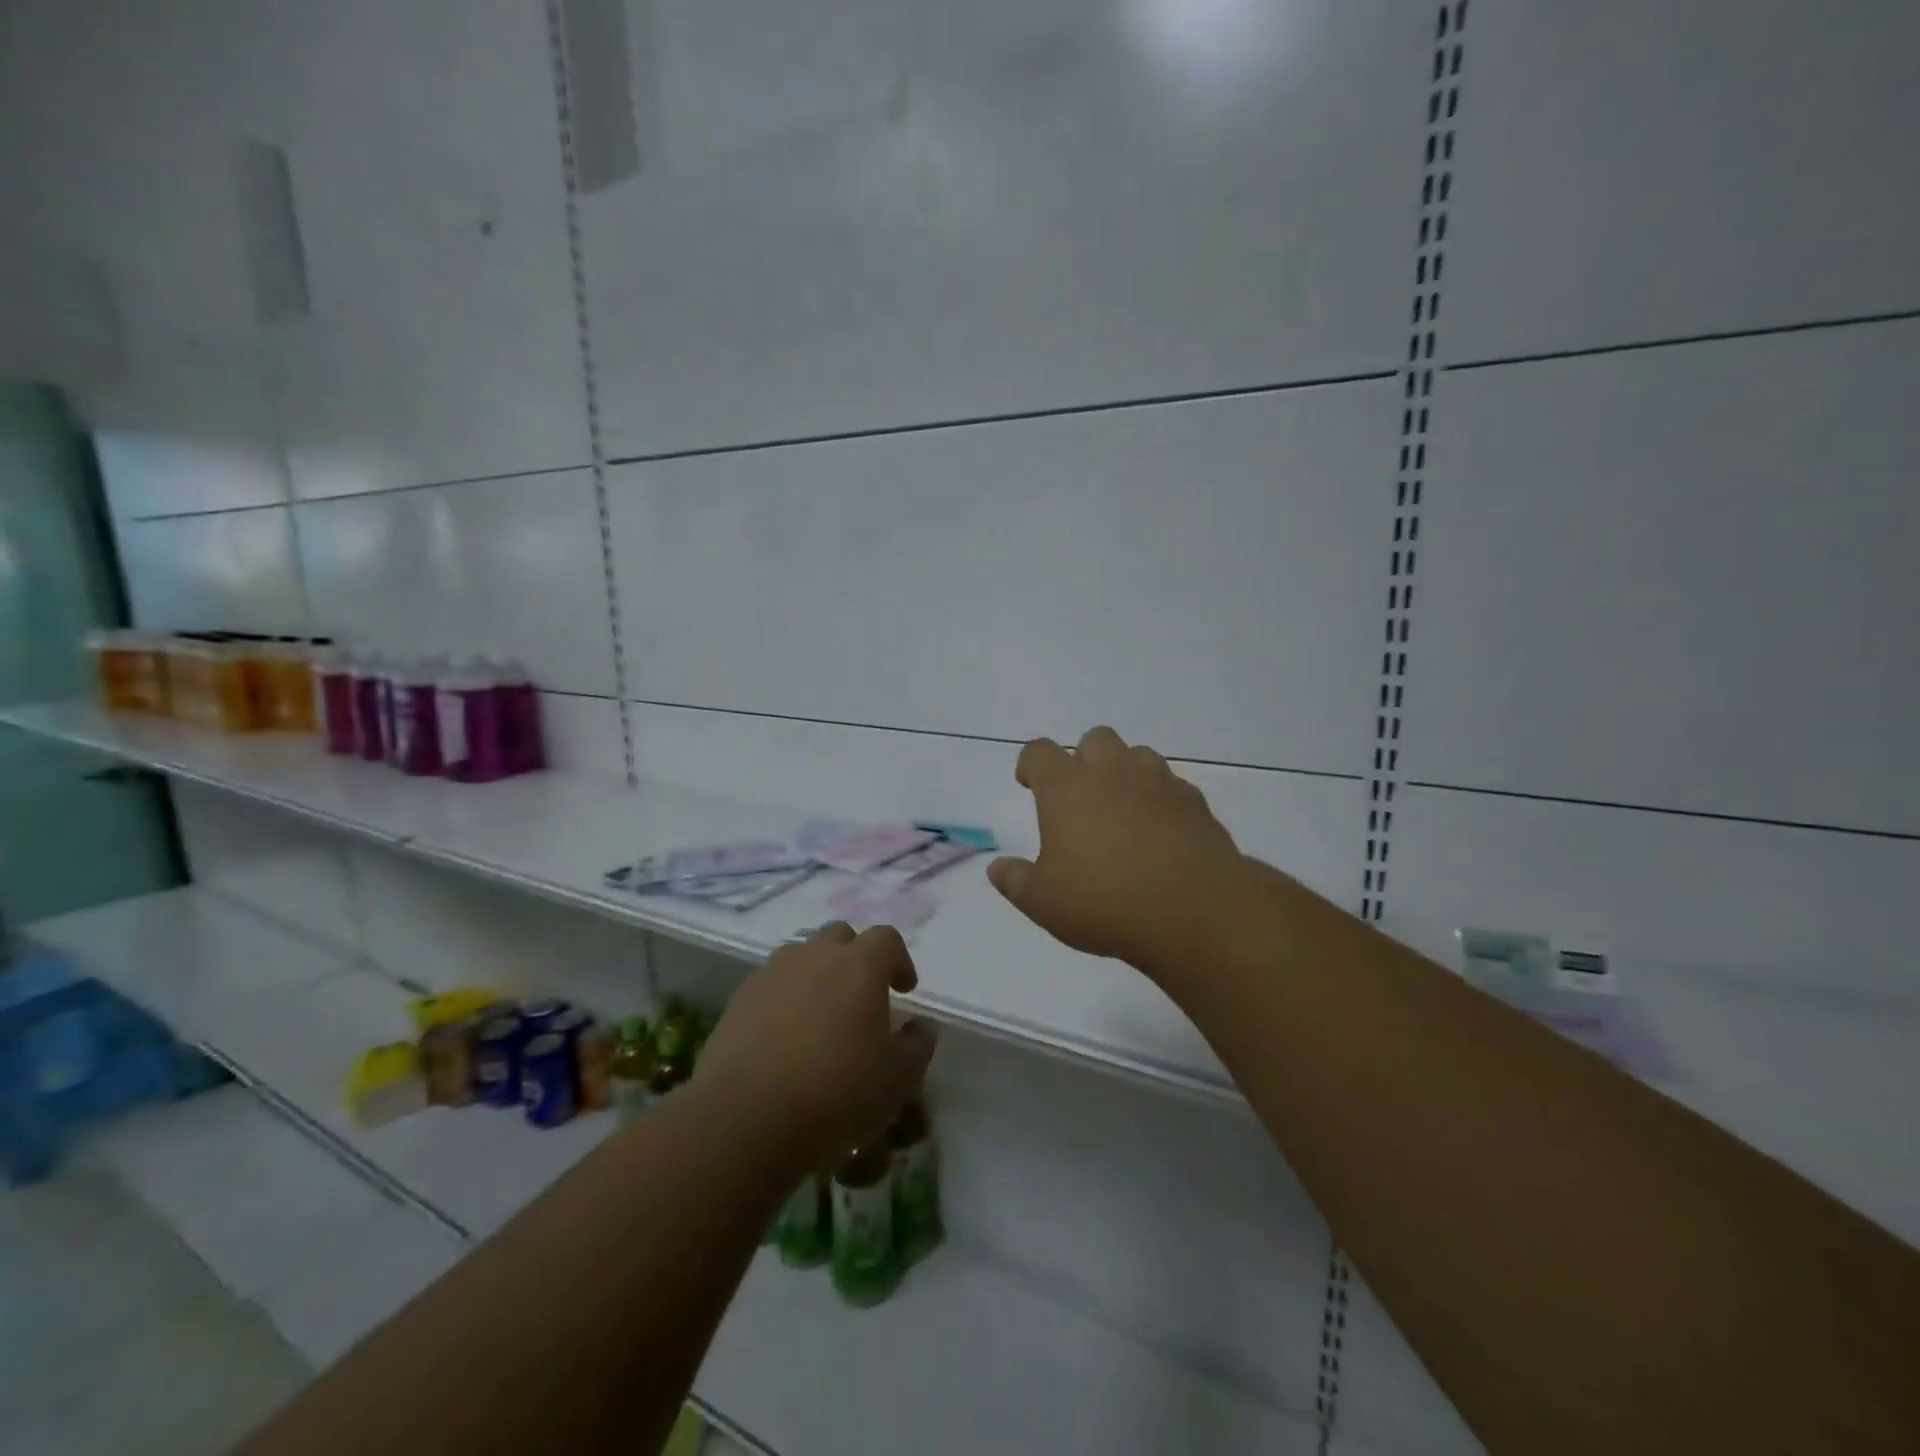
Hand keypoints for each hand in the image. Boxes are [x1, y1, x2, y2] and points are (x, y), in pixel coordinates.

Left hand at [693, 923, 935, 1165]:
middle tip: (861, 995)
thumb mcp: (896, 1079)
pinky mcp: (741, 997)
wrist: (746, 1116)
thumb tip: (923, 1025)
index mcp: (860, 965)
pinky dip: (785, 996)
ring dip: (818, 973)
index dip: (899, 960)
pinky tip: (786, 1034)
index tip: (904, 989)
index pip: (886, 938)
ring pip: (803, 956)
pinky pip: (772, 982)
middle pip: (841, 936)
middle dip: (855, 957)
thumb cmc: (836, 1092)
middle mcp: (816, 955)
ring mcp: (773, 972)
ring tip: (822, 1014)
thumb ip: (917, 1045)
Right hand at [989, 726, 1246, 972]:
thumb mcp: (1043, 902)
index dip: (1030, 764)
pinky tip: (1160, 832)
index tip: (1029, 784)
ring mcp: (1158, 782)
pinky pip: (1172, 785)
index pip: (1039, 752)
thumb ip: (1015, 881)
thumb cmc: (1104, 902)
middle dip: (1083, 759)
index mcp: (1067, 787)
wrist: (1193, 910)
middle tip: (1080, 797)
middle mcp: (1112, 772)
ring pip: (1138, 755)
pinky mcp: (1194, 802)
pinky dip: (1160, 799)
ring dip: (1125, 773)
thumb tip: (997, 868)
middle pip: (1094, 739)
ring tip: (1122, 811)